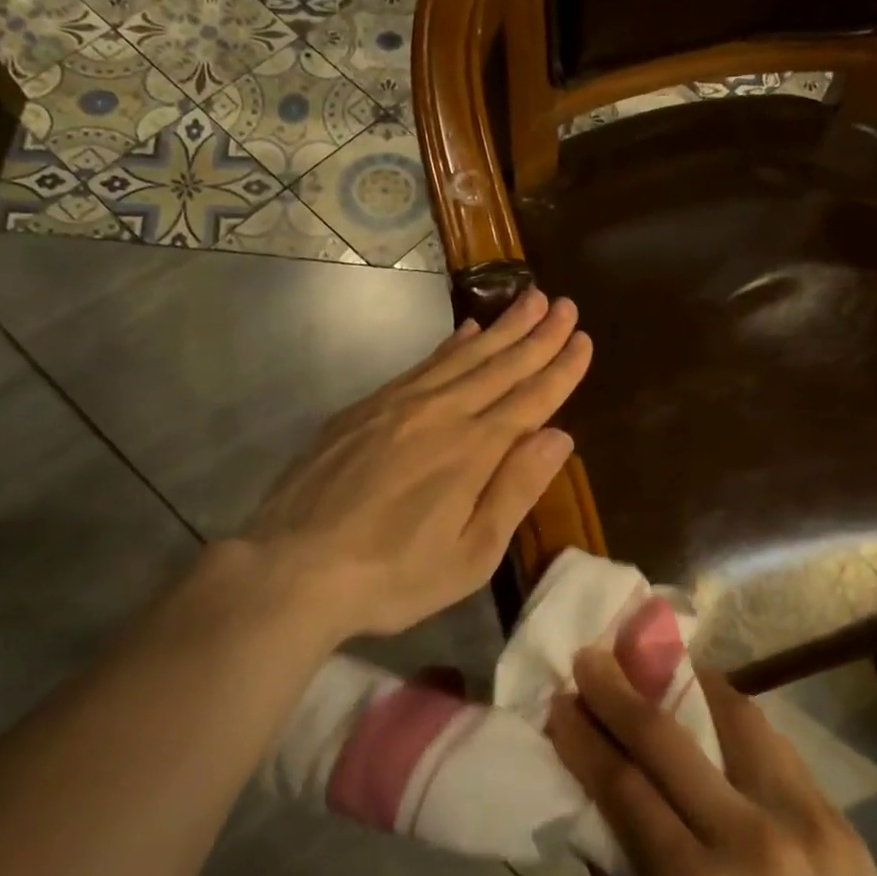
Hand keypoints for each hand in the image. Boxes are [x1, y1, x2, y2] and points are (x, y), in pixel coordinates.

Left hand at [231, 288, 590, 642]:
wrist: (293, 569)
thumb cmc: (393, 576)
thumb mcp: (470, 555)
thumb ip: (515, 490)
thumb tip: (559, 436)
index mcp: (474, 451)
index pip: (531, 399)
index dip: (561, 369)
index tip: (583, 339)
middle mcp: (442, 414)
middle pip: (501, 366)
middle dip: (538, 334)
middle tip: (564, 304)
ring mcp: (399, 405)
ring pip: (463, 356)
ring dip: (500, 328)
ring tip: (528, 299)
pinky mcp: (365, 408)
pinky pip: (421, 364)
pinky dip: (450, 345)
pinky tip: (465, 331)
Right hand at [550, 654, 876, 875]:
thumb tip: (599, 835)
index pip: (623, 788)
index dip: (584, 738)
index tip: (559, 702)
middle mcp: (748, 839)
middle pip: (667, 739)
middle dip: (618, 689)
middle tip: (589, 657)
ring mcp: (802, 819)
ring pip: (732, 717)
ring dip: (684, 682)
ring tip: (654, 664)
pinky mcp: (838, 818)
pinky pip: (774, 745)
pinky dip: (733, 715)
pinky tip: (713, 709)